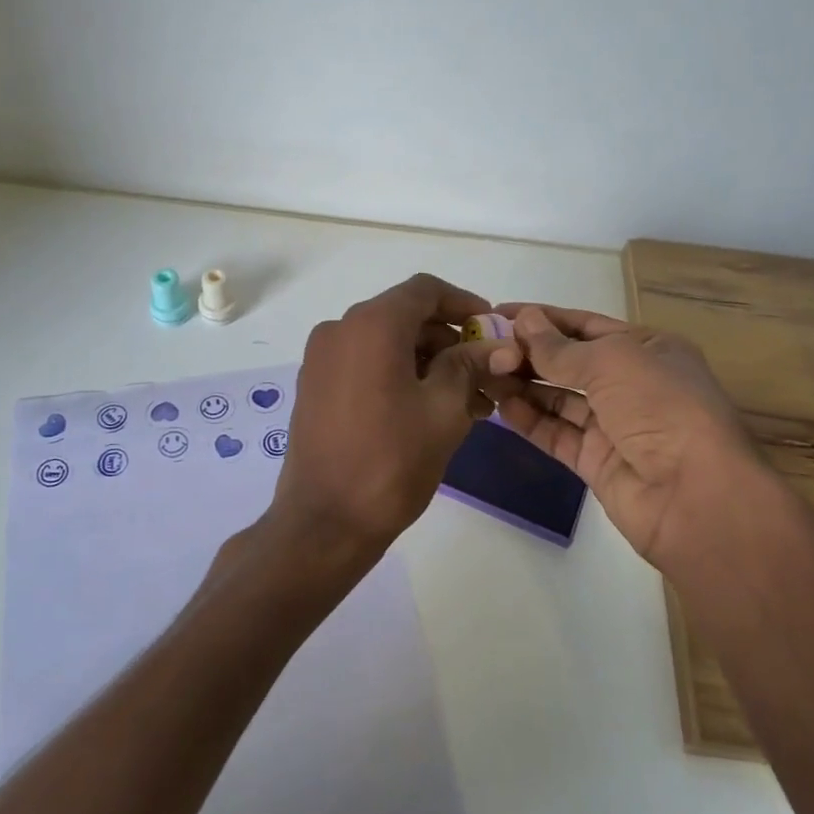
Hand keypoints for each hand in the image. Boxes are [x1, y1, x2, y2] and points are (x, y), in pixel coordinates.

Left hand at [271, 274, 520, 566]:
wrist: (324, 522)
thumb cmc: (391, 462)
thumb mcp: (443, 410)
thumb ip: (470, 366)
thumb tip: (498, 347)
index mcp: (371, 325)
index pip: (425, 291)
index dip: (463, 304)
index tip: (491, 330)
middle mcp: (339, 330)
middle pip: (405, 317)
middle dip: (449, 341)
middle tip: (486, 375)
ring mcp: (321, 360)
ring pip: (386, 344)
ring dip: (427, 363)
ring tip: (468, 402)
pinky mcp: (315, 387)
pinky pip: (365, 366)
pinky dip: (399, 376)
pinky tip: (430, 409)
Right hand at [492, 305, 769, 572]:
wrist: (694, 494)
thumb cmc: (660, 407)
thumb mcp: (611, 362)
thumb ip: (560, 347)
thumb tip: (523, 321)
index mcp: (647, 349)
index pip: (585, 325)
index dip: (543, 318)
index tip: (498, 313)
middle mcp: (631, 384)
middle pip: (570, 362)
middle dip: (529, 353)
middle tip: (482, 346)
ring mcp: (613, 425)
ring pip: (559, 398)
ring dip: (524, 385)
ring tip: (484, 373)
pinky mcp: (596, 460)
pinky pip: (556, 433)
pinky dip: (530, 420)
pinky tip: (501, 406)